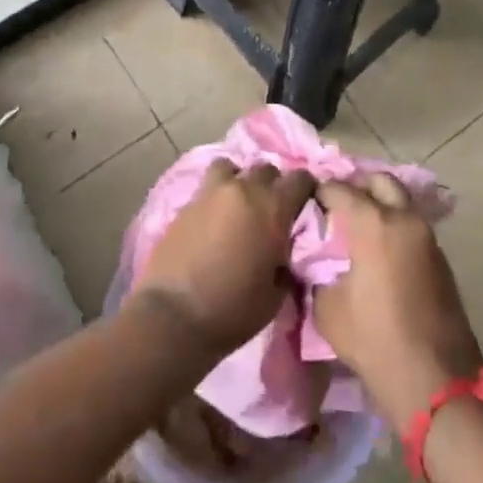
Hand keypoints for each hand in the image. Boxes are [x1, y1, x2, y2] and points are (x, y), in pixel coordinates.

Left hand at [130, 161, 315, 356]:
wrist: (175, 315)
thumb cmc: (234, 310)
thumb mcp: (276, 293)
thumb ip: (286, 260)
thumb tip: (284, 249)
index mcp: (273, 208)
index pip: (300, 179)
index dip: (307, 189)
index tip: (306, 203)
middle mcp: (244, 189)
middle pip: (266, 169)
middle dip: (273, 185)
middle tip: (272, 210)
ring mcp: (212, 191)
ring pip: (233, 167)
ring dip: (240, 180)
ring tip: (239, 204)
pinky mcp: (187, 201)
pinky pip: (208, 184)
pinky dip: (217, 194)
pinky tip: (216, 216)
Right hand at [315, 174, 482, 430]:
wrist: (436, 382)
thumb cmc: (375, 341)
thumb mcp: (328, 308)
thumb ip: (318, 274)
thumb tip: (316, 263)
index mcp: (374, 223)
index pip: (339, 188)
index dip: (319, 191)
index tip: (306, 202)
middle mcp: (404, 218)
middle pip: (379, 181)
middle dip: (356, 185)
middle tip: (337, 205)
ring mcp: (428, 237)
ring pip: (401, 201)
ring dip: (379, 205)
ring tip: (356, 228)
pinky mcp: (441, 259)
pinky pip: (412, 226)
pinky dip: (394, 226)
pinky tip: (378, 250)